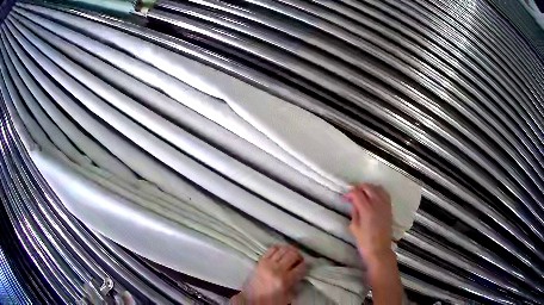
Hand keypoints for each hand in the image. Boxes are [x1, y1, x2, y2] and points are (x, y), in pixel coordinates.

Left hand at [231, 245, 305, 304]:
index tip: (306, 267)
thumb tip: (301, 275)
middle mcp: (277, 269)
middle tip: (299, 260)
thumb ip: (296, 284)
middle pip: (293, 254)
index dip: (306, 266)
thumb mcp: (288, 296)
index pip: (301, 267)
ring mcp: (268, 264)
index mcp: (285, 280)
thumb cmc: (270, 300)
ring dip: (290, 251)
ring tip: (291, 255)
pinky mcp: (261, 261)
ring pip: (283, 249)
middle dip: (299, 256)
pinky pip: (272, 249)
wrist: (251, 299)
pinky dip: (279, 249)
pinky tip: (281, 253)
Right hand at [345, 184, 392, 265]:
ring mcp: (385, 205)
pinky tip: (374, 196)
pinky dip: (378, 191)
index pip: (357, 193)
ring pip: (377, 188)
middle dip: (359, 188)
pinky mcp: (389, 208)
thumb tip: (354, 202)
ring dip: (369, 188)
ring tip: (363, 194)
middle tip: (353, 195)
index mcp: (367, 210)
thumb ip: (355, 212)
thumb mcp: (354, 227)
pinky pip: (385, 193)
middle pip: (368, 187)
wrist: (379, 249)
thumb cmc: (364, 241)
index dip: (350, 193)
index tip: (345, 198)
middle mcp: (377, 204)